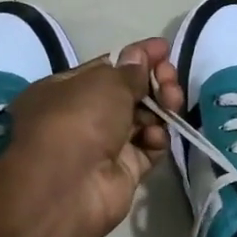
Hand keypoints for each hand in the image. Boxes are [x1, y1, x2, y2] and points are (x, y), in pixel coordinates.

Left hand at [0, 38, 184, 236]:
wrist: (66, 187)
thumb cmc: (77, 120)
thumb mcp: (103, 83)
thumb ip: (129, 71)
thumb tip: (139, 57)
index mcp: (65, 90)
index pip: (106, 68)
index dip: (136, 57)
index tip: (165, 49)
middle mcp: (83, 117)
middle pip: (127, 94)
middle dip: (153, 82)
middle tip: (170, 78)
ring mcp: (104, 146)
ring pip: (142, 120)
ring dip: (160, 108)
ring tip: (172, 102)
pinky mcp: (124, 172)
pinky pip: (147, 149)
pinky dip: (156, 140)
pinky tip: (157, 135)